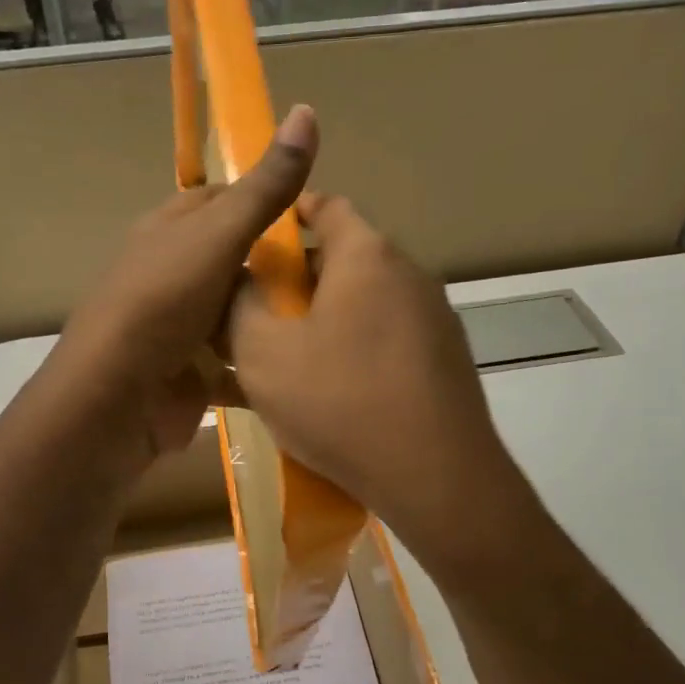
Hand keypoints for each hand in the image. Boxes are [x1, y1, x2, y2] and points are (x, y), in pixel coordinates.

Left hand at [58, 105, 318, 458]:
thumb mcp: (218, 236)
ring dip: (272, 318)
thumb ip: (264, 188)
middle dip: (278, 267)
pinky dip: (259, 365)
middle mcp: (172, 274)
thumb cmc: (162, 304)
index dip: (264, 200)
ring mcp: (180, 328)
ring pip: (236, 314)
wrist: (116, 399)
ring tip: (331, 318)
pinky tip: (300, 365)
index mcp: (169, 230)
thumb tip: (306, 110)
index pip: (221, 200)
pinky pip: (233, 364)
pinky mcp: (190, 374)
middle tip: (335, 275)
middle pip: (234, 260)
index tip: (316, 215)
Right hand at [227, 191, 528, 576]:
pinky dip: (354, 353)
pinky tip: (331, 395)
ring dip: (324, 322)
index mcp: (367, 256)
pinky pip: (386, 343)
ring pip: (364, 307)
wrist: (436, 477)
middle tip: (258, 315)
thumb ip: (239, 306)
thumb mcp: (263, 354)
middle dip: (297, 281)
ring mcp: (435, 321)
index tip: (257, 239)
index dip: (289, 214)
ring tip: (286, 361)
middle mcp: (410, 276)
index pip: (327, 206)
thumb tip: (239, 282)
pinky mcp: (446, 363)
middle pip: (344, 260)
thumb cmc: (339, 402)